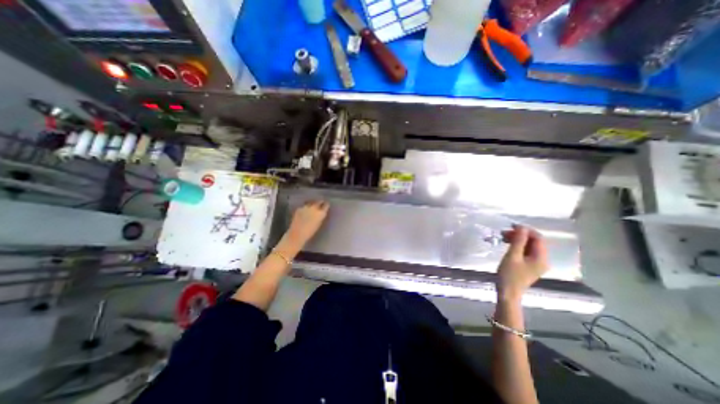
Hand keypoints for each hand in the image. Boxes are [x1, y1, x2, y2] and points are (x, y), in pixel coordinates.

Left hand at [283, 198, 328, 248]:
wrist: (297, 234)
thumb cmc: (310, 232)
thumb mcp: (319, 224)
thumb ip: (321, 216)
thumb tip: (322, 212)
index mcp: (321, 213)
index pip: (326, 205)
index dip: (326, 205)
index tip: (326, 205)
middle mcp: (314, 208)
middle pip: (319, 201)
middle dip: (320, 202)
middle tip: (320, 204)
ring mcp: (306, 207)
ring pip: (311, 202)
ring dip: (312, 204)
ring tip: (312, 206)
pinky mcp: (299, 208)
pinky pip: (304, 206)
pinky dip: (305, 207)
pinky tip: (304, 211)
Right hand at [498, 225, 549, 301]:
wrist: (508, 292)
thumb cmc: (510, 274)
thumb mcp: (512, 255)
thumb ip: (518, 241)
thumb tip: (522, 227)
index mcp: (541, 257)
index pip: (538, 238)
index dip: (526, 230)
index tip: (511, 226)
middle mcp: (542, 260)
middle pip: (534, 242)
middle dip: (520, 235)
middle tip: (504, 233)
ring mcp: (536, 263)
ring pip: (529, 246)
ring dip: (517, 240)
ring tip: (503, 238)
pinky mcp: (529, 266)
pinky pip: (525, 252)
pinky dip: (517, 246)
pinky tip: (507, 245)